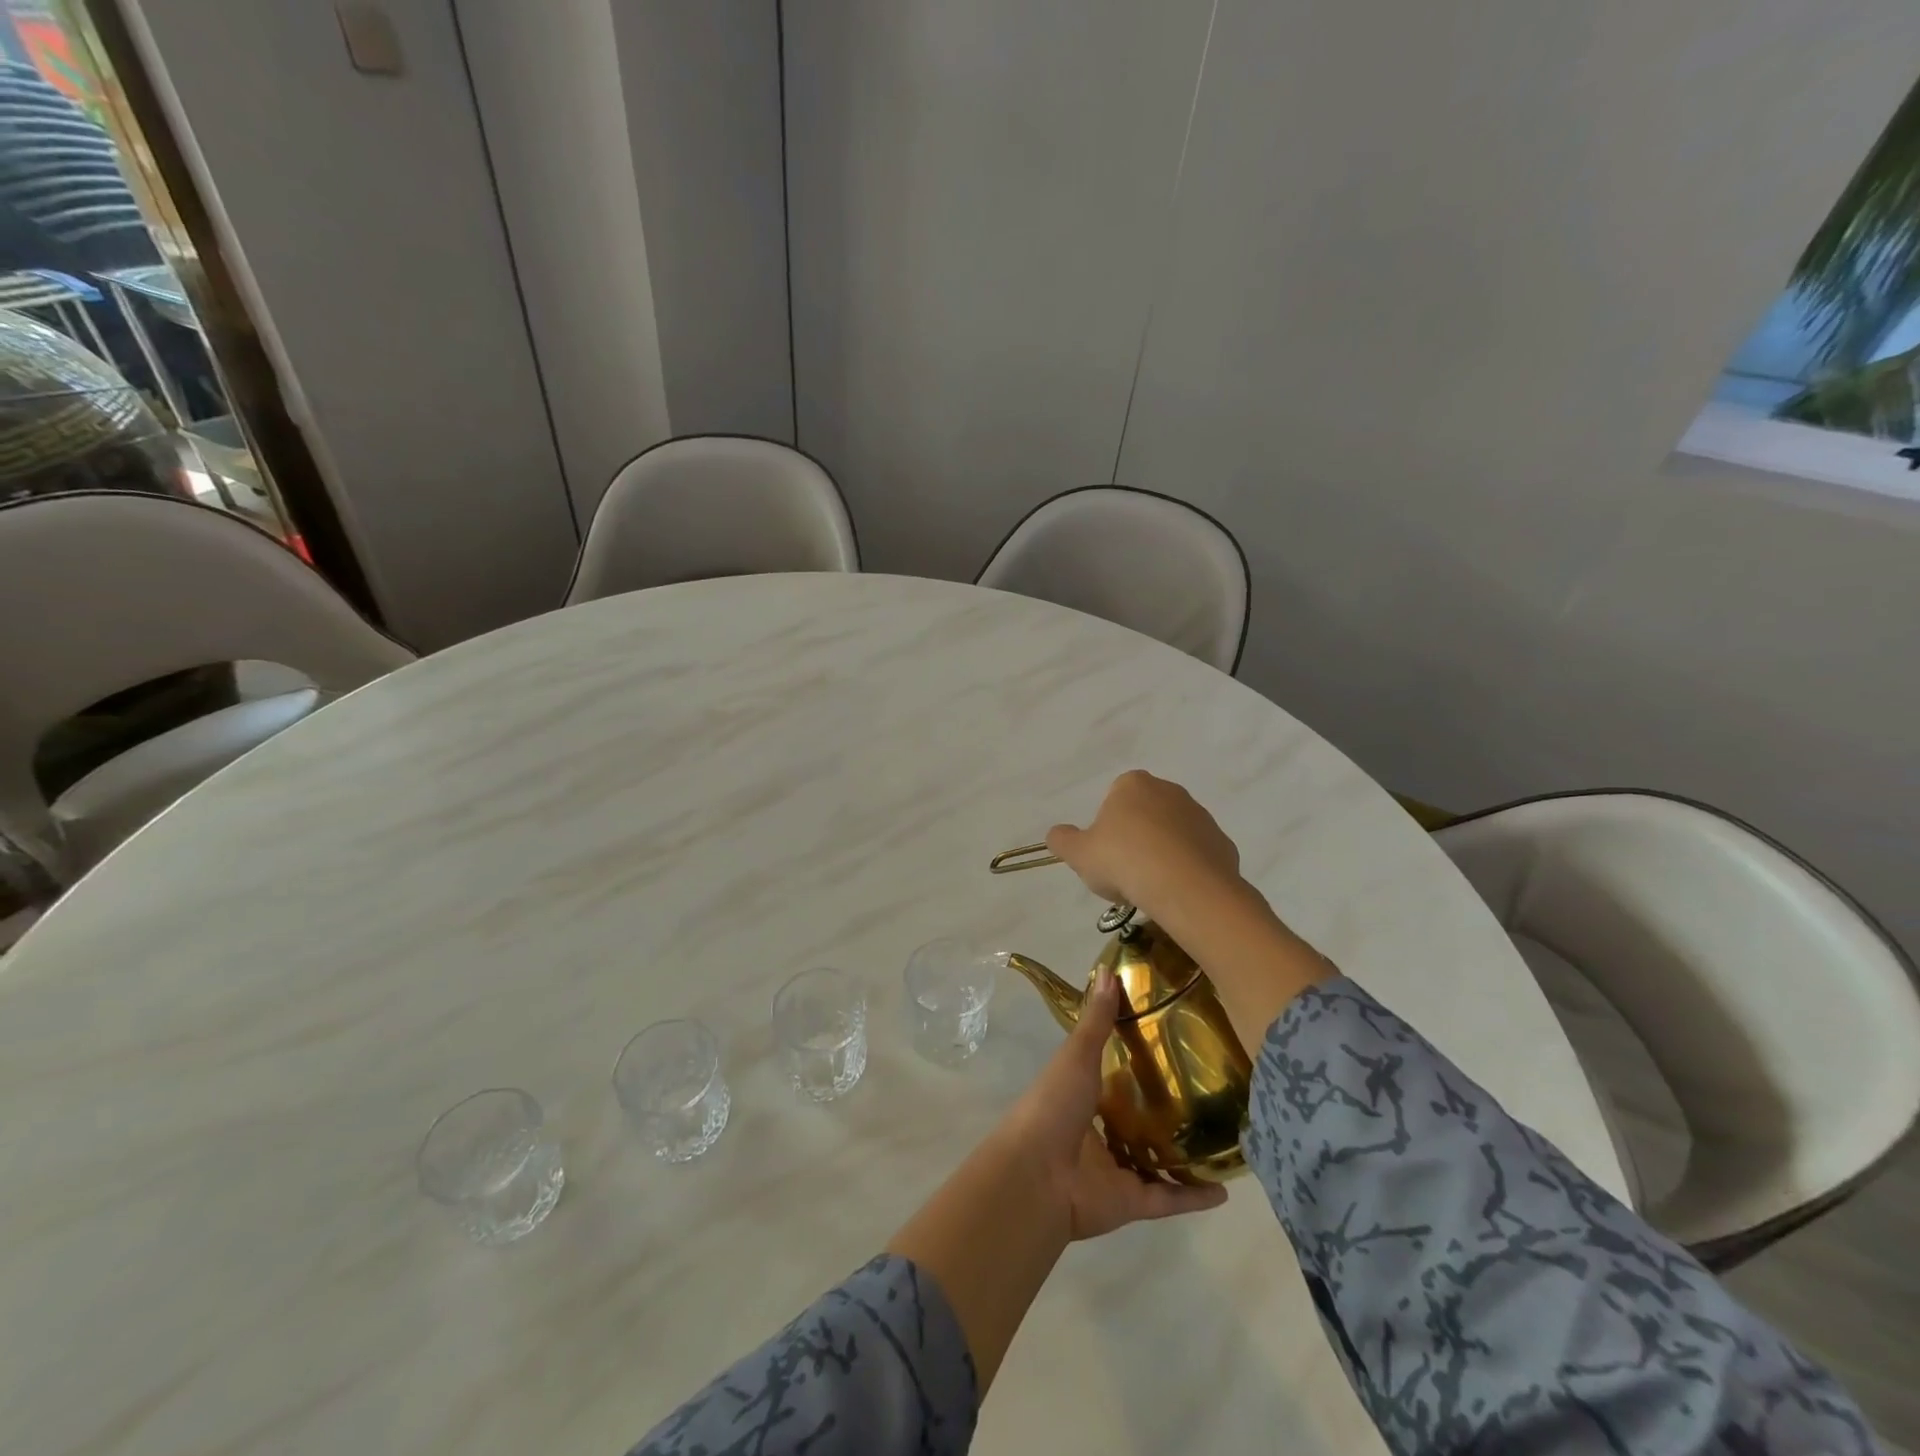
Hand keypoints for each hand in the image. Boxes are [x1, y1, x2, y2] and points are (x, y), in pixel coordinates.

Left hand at [999, 965, 1227, 1239]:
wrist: (1037, 1175)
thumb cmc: (1053, 1106)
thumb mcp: (1076, 1055)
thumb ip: (1096, 1020)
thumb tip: (1107, 969)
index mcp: (1081, 1096)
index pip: (1114, 1077)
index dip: (1137, 1063)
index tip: (1172, 1044)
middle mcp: (1097, 1133)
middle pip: (1136, 1121)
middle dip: (1165, 1110)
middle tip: (1208, 1092)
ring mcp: (1114, 1170)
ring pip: (1155, 1161)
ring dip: (1183, 1155)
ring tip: (1222, 1139)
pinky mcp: (1131, 1203)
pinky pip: (1168, 1199)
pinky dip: (1194, 1197)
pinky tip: (1226, 1189)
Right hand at [1045, 770, 1243, 924]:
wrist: (1188, 888)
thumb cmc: (1125, 861)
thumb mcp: (1079, 854)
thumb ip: (1062, 840)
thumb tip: (1056, 834)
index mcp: (1133, 784)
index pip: (1114, 797)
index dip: (1106, 827)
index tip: (1105, 854)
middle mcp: (1170, 791)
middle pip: (1144, 814)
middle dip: (1135, 838)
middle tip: (1124, 872)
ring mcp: (1200, 816)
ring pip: (1172, 835)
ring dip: (1161, 854)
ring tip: (1150, 887)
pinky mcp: (1222, 843)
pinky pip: (1196, 855)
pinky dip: (1186, 870)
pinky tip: (1176, 892)